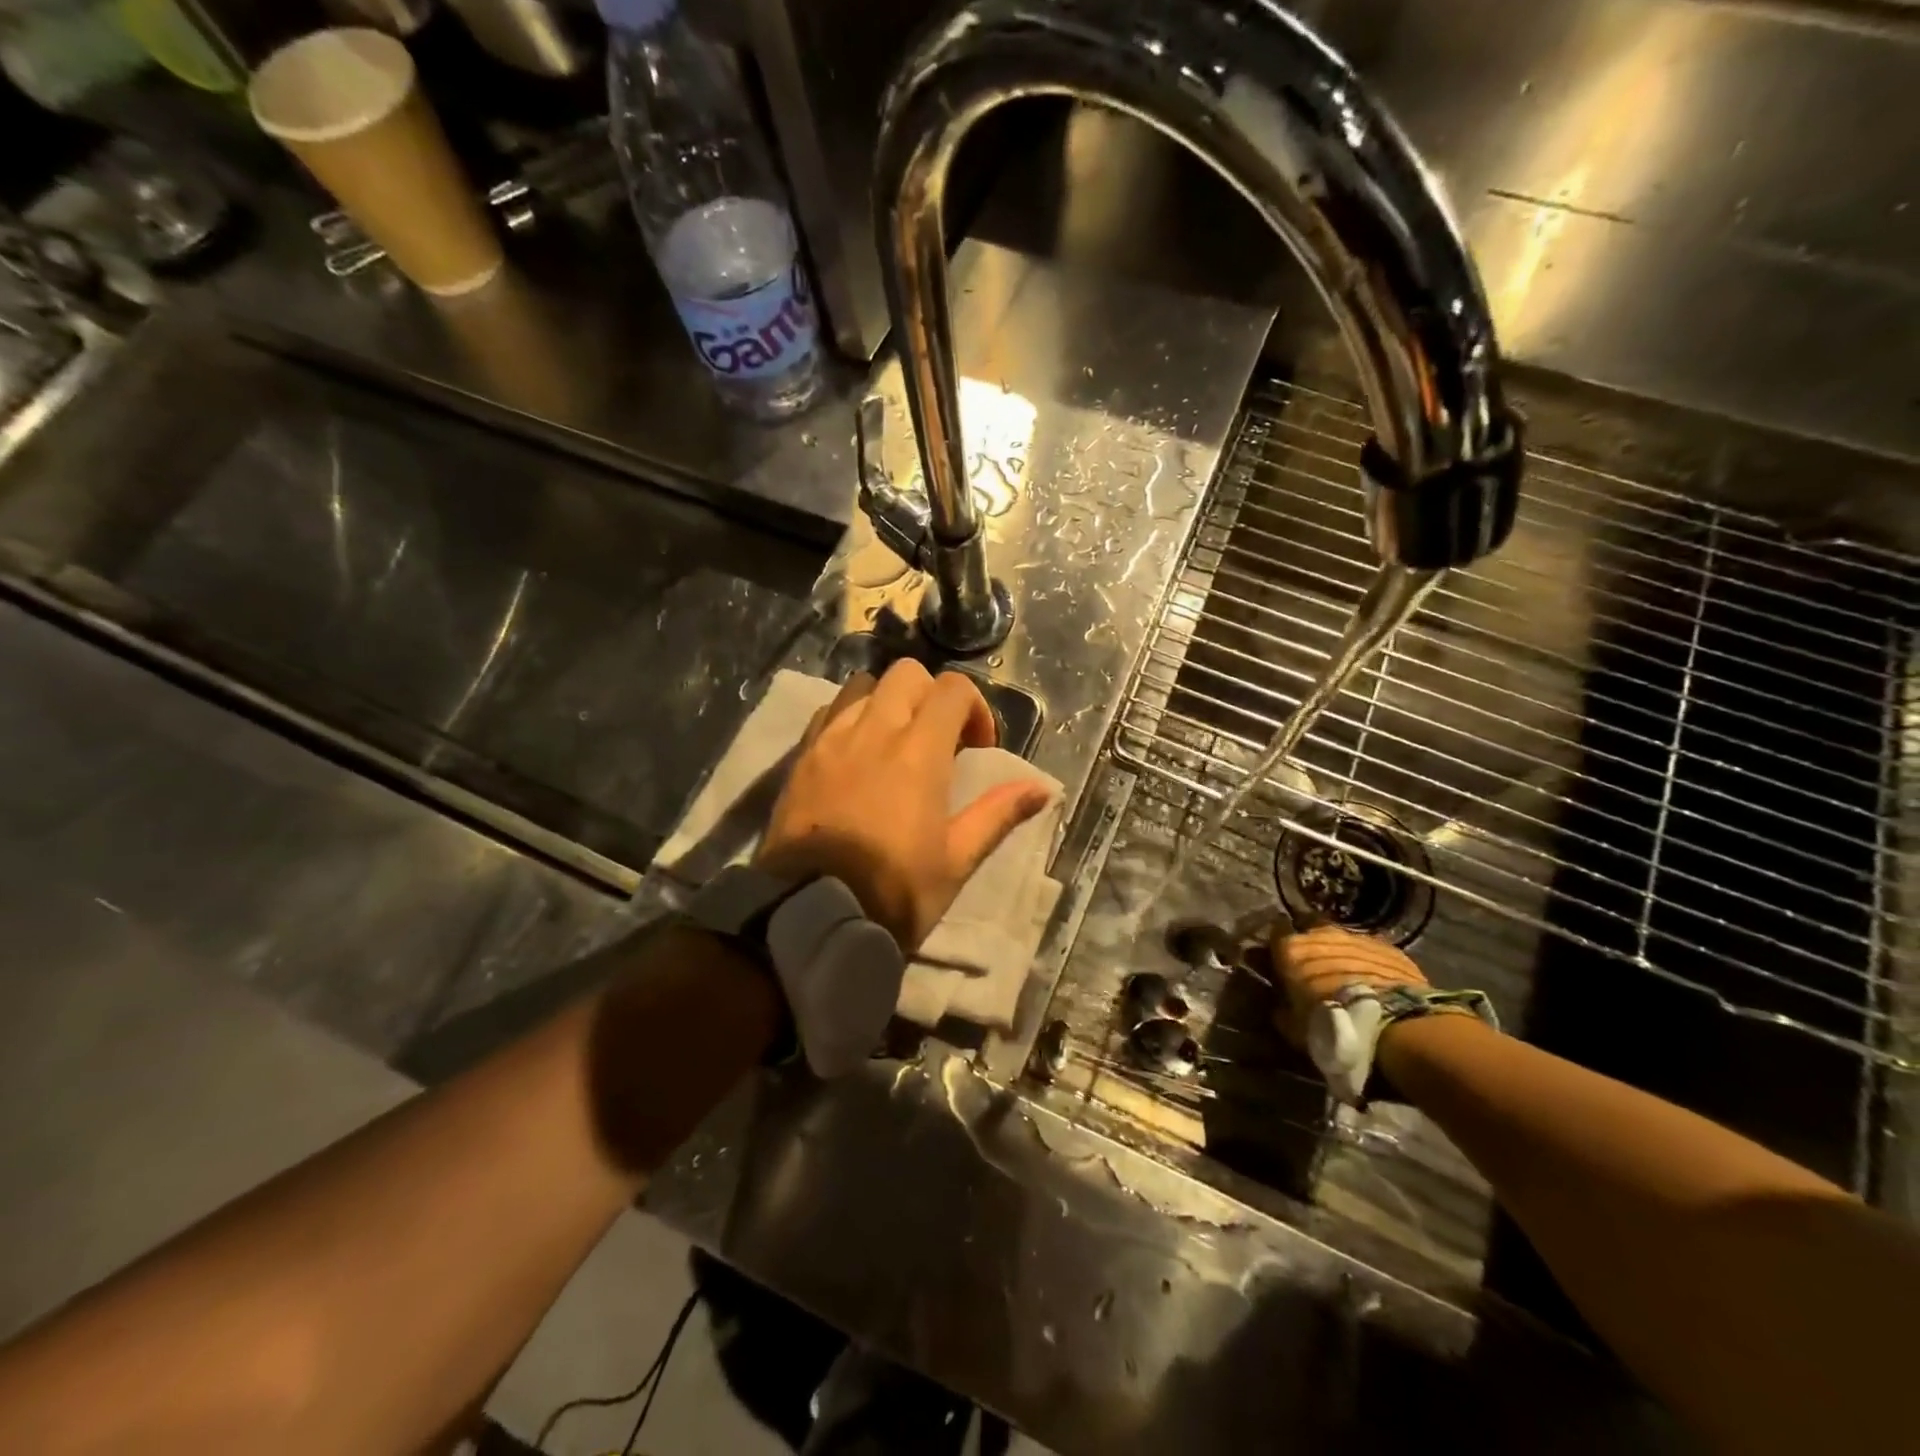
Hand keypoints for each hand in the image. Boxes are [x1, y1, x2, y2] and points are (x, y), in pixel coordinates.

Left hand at [757, 661, 1054, 950]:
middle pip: (906, 674)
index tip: (977, 749)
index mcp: (918, 752)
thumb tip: (1041, 788)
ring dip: (888, 702)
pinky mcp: (799, 758)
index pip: (952, 689)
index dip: (975, 709)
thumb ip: (997, 814)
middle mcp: (873, 731)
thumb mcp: (956, 861)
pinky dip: (850, 718)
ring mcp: (830, 741)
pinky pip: (828, 713)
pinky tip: (856, 756)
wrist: (810, 916)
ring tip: (893, 744)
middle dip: (932, 696)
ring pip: (862, 686)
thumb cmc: (894, 892)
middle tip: (938, 741)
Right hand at [1269, 923, 1427, 1047]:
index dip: (1278, 946)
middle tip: (1314, 967)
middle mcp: (1321, 934)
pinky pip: (1371, 950)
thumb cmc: (1333, 1025)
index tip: (1279, 959)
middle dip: (1311, 944)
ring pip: (1342, 939)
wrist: (1394, 1026)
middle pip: (1310, 928)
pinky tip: (1374, 980)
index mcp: (1291, 949)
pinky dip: (1368, 962)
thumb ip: (1282, 1008)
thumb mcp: (1294, 1026)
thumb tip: (1280, 1004)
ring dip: (1341, 953)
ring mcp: (1357, 937)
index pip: (1276, 932)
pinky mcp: (1389, 948)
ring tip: (1347, 975)